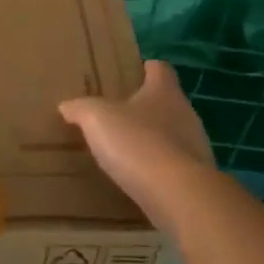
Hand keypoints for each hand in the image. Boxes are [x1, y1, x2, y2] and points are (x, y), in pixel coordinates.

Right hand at [59, 61, 215, 222]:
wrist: (177, 195)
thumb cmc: (137, 143)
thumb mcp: (96, 119)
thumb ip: (81, 108)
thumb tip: (66, 105)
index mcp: (164, 92)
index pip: (160, 69)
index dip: (147, 68)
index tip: (135, 71)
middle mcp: (186, 113)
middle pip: (168, 102)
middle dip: (146, 107)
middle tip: (120, 114)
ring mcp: (196, 146)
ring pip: (173, 135)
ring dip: (153, 140)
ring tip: (127, 150)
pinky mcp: (197, 177)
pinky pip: (175, 166)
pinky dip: (159, 169)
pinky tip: (139, 179)